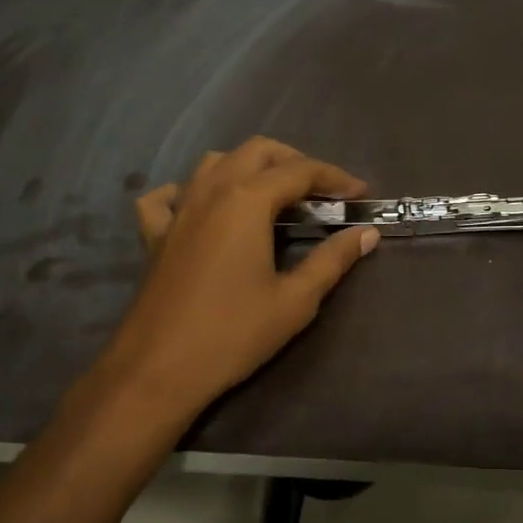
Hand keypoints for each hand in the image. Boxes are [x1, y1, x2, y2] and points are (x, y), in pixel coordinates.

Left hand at [95, 137, 378, 416]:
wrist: (157, 370)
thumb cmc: (233, 334)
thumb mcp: (295, 300)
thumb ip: (333, 260)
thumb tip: (367, 234)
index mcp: (247, 200)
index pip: (300, 171)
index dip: (336, 177)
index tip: (361, 194)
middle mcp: (211, 191)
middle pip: (257, 151)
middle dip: (295, 161)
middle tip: (322, 192)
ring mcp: (178, 210)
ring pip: (215, 162)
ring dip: (250, 166)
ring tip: (274, 194)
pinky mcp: (155, 235)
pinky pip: (169, 195)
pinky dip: (192, 190)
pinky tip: (204, 208)